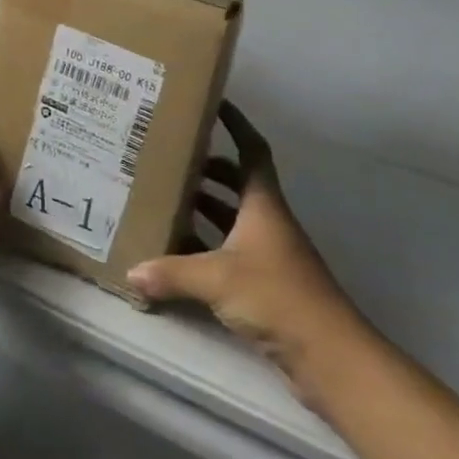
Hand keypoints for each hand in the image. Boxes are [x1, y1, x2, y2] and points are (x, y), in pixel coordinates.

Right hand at [127, 102, 368, 402]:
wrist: (328, 355)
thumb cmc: (277, 296)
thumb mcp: (217, 279)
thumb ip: (171, 273)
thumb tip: (131, 272)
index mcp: (262, 204)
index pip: (251, 150)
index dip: (235, 124)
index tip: (213, 102)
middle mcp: (266, 221)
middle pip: (237, 182)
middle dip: (207, 168)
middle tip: (170, 158)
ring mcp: (267, 253)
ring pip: (231, 217)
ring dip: (204, 207)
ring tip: (165, 198)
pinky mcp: (264, 283)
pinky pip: (228, 251)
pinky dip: (205, 246)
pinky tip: (176, 252)